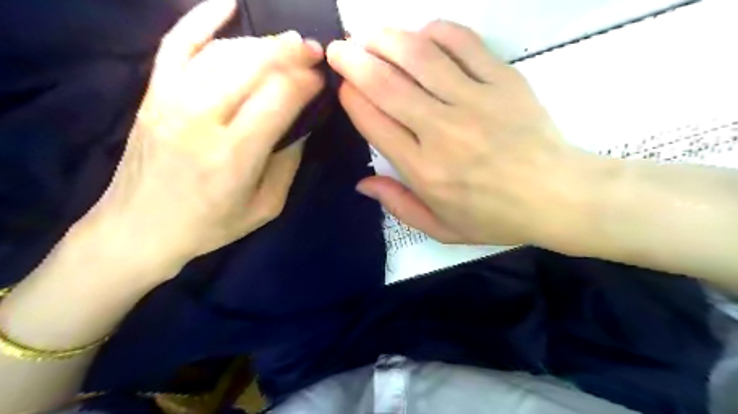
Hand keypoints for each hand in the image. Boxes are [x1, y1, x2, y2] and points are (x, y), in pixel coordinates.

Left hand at [79, 0, 323, 269]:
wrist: (140, 227)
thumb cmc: (211, 224)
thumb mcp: (267, 205)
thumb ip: (289, 161)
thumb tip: (303, 121)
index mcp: (235, 153)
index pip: (280, 96)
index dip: (307, 81)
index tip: (322, 80)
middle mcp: (202, 118)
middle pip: (254, 65)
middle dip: (292, 52)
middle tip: (314, 52)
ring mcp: (172, 99)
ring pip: (224, 51)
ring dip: (263, 43)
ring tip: (288, 45)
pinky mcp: (153, 92)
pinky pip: (177, 42)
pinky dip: (202, 18)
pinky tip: (227, 2)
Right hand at [329, 21, 604, 246]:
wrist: (557, 196)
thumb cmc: (495, 217)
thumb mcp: (441, 228)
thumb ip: (399, 205)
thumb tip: (362, 182)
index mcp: (424, 169)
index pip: (374, 122)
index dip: (351, 99)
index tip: (343, 87)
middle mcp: (441, 130)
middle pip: (386, 84)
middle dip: (354, 61)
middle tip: (339, 49)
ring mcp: (474, 101)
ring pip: (419, 57)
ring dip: (386, 40)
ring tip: (369, 35)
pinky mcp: (503, 81)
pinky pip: (463, 44)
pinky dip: (437, 32)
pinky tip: (422, 34)